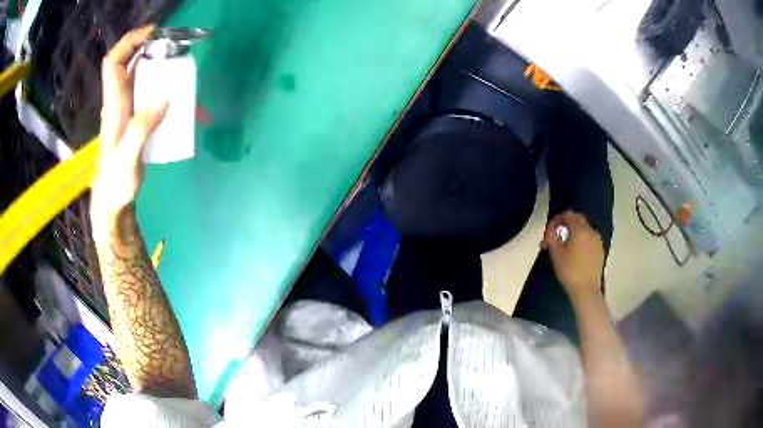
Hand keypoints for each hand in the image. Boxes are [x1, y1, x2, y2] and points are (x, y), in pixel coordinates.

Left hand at [90, 26, 167, 238]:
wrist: (112, 202)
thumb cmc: (116, 183)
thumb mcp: (128, 159)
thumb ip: (141, 129)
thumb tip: (164, 97)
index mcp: (114, 105)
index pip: (113, 63)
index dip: (129, 42)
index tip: (152, 33)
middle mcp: (118, 101)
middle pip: (128, 63)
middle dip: (149, 48)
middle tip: (172, 49)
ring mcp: (126, 110)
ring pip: (138, 76)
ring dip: (156, 65)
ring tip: (177, 67)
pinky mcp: (134, 119)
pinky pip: (145, 92)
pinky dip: (159, 84)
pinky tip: (173, 93)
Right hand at [542, 211, 604, 301]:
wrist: (586, 290)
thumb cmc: (569, 271)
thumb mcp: (556, 254)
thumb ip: (552, 236)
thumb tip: (551, 228)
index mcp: (580, 230)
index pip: (568, 215)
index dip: (557, 219)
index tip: (550, 228)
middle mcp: (591, 231)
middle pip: (578, 219)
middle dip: (567, 222)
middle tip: (557, 233)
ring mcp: (597, 241)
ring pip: (585, 228)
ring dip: (575, 231)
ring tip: (566, 243)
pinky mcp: (600, 250)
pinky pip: (590, 238)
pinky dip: (582, 239)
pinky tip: (576, 251)